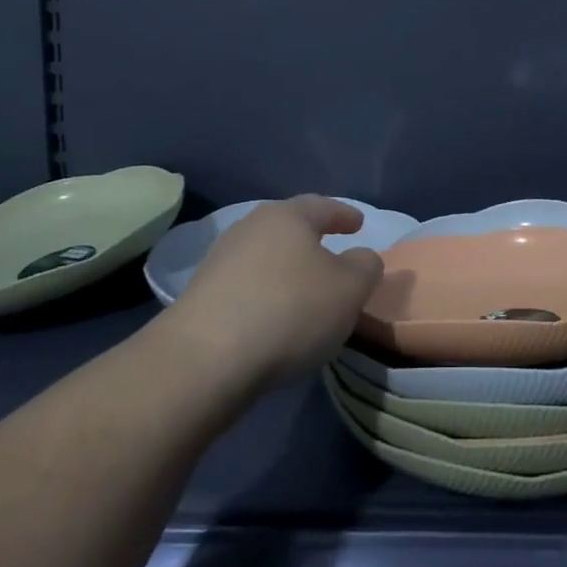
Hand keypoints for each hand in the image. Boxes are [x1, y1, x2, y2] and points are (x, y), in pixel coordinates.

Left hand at [159, 196, 384, 388]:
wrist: (205, 360)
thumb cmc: (290, 310)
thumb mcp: (350, 289)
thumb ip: (365, 267)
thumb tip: (361, 257)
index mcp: (287, 217)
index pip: (322, 206)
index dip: (344, 214)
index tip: (359, 224)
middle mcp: (250, 229)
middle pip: (288, 228)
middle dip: (312, 239)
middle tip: (332, 251)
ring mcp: (220, 262)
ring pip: (265, 257)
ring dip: (287, 269)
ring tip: (305, 290)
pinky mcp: (201, 297)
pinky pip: (247, 286)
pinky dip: (266, 294)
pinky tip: (275, 316)